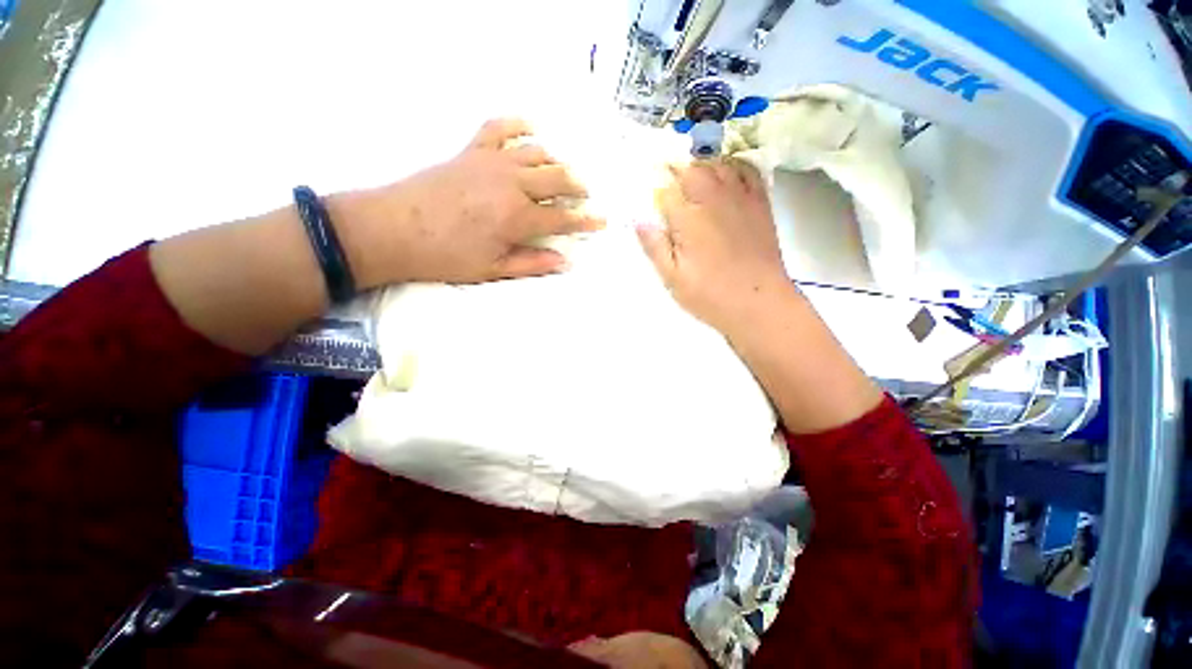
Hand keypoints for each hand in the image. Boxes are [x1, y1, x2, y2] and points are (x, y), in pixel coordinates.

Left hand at [332, 118, 603, 287]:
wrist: (394, 229)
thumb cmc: (446, 256)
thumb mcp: (493, 269)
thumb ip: (533, 263)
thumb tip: (565, 261)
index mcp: (518, 217)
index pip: (563, 217)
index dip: (585, 220)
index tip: (603, 220)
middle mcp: (511, 184)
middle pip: (557, 178)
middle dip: (577, 186)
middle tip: (585, 194)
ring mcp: (491, 162)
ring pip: (537, 152)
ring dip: (556, 161)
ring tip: (564, 171)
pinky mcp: (471, 150)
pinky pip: (500, 127)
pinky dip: (518, 124)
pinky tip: (531, 128)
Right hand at [637, 159, 792, 334]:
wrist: (759, 303)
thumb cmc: (710, 295)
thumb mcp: (673, 278)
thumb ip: (654, 246)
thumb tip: (638, 219)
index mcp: (688, 218)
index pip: (665, 190)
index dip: (654, 192)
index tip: (650, 199)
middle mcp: (713, 199)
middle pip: (691, 169)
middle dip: (675, 173)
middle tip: (668, 187)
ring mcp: (740, 198)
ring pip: (718, 164)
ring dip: (701, 166)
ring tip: (692, 179)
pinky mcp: (759, 204)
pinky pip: (747, 170)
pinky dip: (733, 166)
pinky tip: (725, 176)